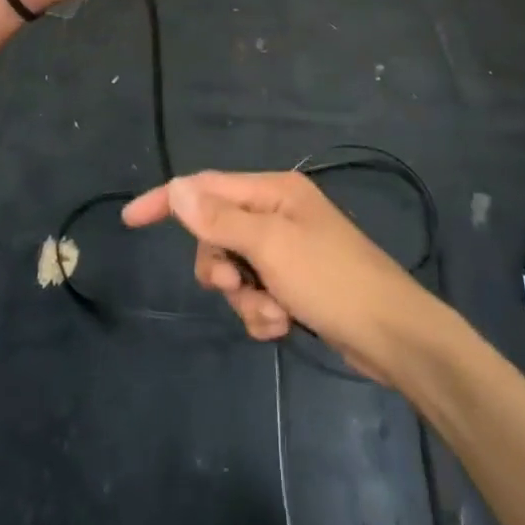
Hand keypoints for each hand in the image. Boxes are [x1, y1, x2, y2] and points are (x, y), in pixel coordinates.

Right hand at [121, 170, 425, 379]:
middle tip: (236, 285)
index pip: (206, 187)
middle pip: (216, 233)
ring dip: (244, 298)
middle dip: (219, 265)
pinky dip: (262, 313)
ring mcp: (286, 249)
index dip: (167, 201)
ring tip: (273, 313)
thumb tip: (176, 188)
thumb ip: (219, 218)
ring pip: (233, 269)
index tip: (130, 220)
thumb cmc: (331, 279)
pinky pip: (255, 294)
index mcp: (272, 190)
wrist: (394, 337)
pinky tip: (285, 325)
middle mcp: (276, 212)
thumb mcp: (270, 246)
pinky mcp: (294, 284)